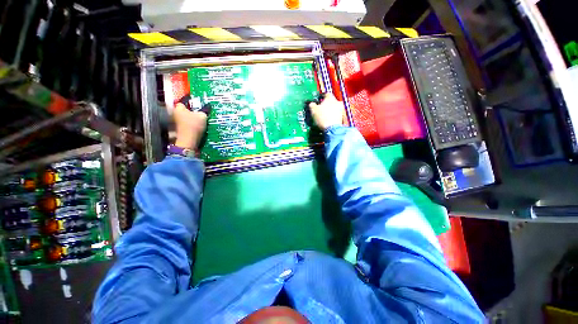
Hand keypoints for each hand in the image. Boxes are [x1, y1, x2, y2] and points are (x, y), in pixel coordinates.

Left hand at [173, 102, 207, 149]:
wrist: (188, 140)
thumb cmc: (194, 125)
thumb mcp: (202, 116)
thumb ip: (204, 110)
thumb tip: (208, 106)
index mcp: (179, 108)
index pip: (183, 101)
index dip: (190, 102)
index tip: (197, 103)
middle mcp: (175, 113)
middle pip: (184, 109)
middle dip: (191, 110)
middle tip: (200, 111)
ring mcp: (176, 122)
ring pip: (185, 117)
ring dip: (191, 117)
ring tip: (200, 119)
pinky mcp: (180, 129)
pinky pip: (186, 123)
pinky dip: (191, 123)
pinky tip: (197, 125)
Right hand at [308, 93, 344, 130]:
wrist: (331, 129)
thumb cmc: (323, 118)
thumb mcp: (313, 110)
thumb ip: (311, 104)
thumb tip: (311, 104)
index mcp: (330, 98)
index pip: (325, 94)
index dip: (320, 97)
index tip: (317, 99)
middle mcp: (337, 102)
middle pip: (330, 101)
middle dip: (325, 104)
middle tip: (319, 108)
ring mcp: (340, 110)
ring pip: (333, 108)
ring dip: (328, 110)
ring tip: (322, 115)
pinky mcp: (341, 117)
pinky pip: (335, 115)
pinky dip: (331, 116)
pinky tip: (326, 120)